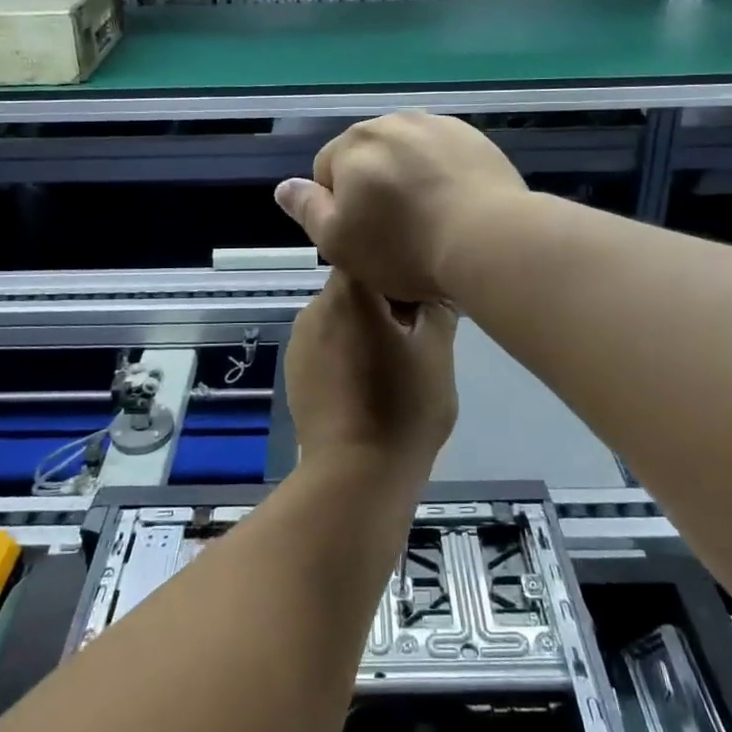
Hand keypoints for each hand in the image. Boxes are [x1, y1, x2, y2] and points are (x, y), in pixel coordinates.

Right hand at [274, 112, 527, 302]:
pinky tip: (456, 206)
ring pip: (407, 154)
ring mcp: (436, 125)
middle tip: (396, 232)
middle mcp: (391, 122)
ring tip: (430, 219)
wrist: (487, 238)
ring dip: (408, 178)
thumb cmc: (403, 246)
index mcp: (352, 144)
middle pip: (368, 158)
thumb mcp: (337, 240)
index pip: (327, 171)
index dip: (339, 208)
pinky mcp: (473, 136)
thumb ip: (306, 208)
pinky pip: (443, 155)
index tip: (363, 237)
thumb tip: (284, 185)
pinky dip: (442, 174)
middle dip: (374, 187)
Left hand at [286, 271, 458, 475]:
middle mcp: (315, 307)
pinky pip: (326, 343)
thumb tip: (436, 289)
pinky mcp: (293, 370)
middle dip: (387, 302)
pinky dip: (348, 350)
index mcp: (348, 293)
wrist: (356, 475)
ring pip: (341, 315)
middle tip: (418, 334)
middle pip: (356, 285)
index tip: (424, 298)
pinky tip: (368, 382)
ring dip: (366, 326)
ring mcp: (299, 340)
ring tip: (394, 362)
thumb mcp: (438, 352)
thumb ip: (438, 307)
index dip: (402, 270)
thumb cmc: (404, 408)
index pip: (374, 256)